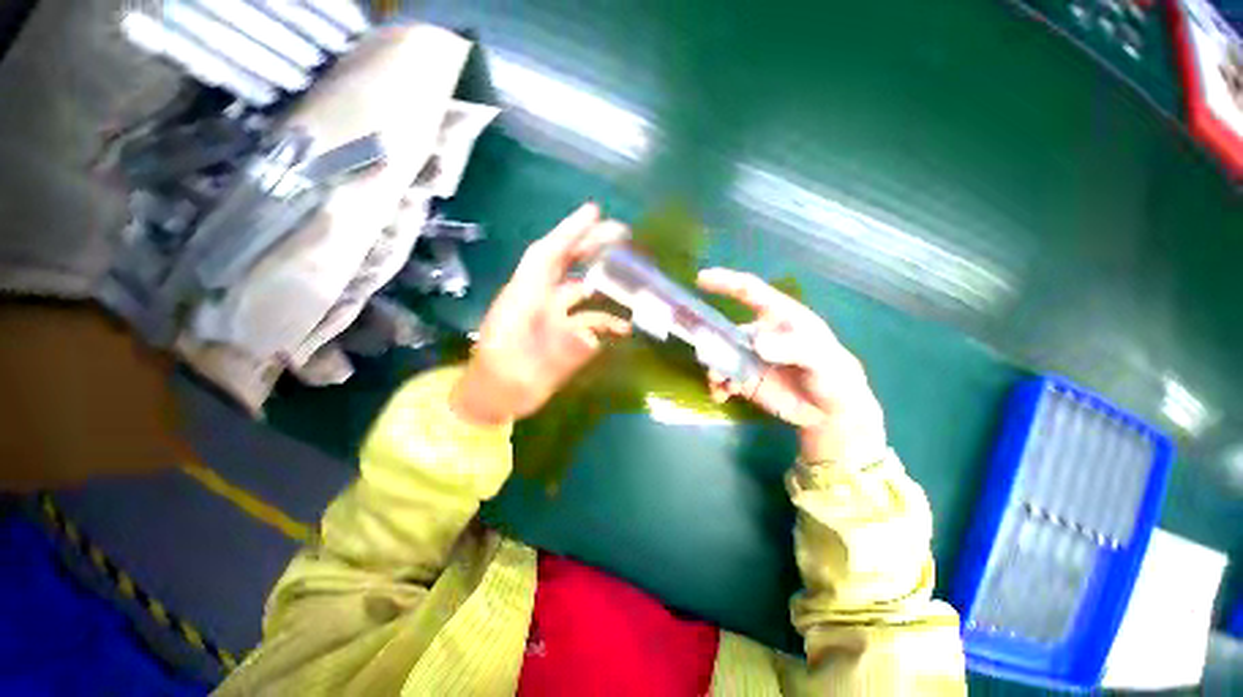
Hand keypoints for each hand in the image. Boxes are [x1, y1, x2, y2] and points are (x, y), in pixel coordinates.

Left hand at [451, 204, 631, 425]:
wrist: (493, 400)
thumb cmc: (500, 385)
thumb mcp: (523, 374)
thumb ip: (555, 357)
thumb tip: (591, 338)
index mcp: (522, 300)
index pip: (546, 256)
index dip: (568, 232)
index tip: (594, 213)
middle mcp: (537, 300)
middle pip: (564, 263)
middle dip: (590, 244)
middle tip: (622, 232)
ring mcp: (550, 316)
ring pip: (578, 287)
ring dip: (603, 279)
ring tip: (632, 274)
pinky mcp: (560, 331)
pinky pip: (585, 317)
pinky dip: (605, 318)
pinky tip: (624, 326)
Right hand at [696, 269, 887, 466]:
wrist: (832, 411)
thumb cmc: (833, 374)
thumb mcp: (822, 358)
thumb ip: (793, 348)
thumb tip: (757, 343)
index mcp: (777, 316)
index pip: (749, 291)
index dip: (725, 282)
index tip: (701, 279)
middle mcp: (757, 333)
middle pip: (724, 328)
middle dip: (709, 338)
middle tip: (706, 354)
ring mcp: (748, 357)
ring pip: (718, 355)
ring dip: (713, 366)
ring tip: (720, 383)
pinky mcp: (743, 380)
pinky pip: (721, 379)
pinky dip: (716, 386)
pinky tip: (722, 395)